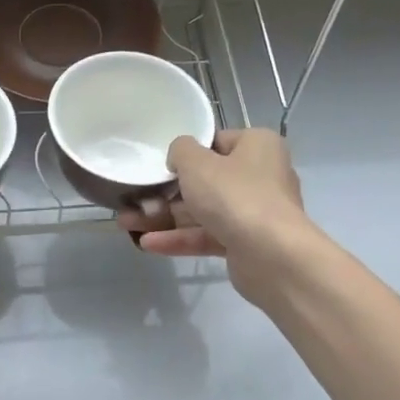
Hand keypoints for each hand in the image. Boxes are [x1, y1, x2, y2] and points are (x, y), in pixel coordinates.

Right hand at [120, 129, 308, 298]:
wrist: (272, 256)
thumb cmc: (234, 196)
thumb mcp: (197, 163)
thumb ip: (180, 150)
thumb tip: (180, 156)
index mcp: (257, 146)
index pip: (217, 142)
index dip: (187, 153)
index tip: (161, 164)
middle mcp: (260, 176)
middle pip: (206, 180)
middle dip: (166, 192)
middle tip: (134, 198)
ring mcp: (254, 212)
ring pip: (203, 211)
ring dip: (166, 218)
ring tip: (127, 223)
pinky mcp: (246, 244)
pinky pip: (207, 236)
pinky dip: (180, 239)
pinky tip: (147, 244)